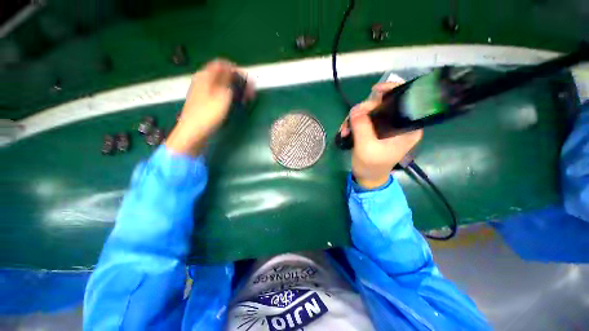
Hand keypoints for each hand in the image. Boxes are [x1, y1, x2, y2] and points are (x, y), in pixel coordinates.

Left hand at [166, 59, 254, 155]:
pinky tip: (235, 104)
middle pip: (223, 75)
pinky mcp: (205, 101)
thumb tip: (237, 72)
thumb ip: (231, 82)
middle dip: (238, 81)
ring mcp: (203, 91)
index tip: (248, 81)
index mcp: (206, 75)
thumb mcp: (223, 95)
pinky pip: (219, 93)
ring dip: (235, 90)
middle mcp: (203, 80)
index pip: (222, 64)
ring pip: (222, 85)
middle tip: (249, 92)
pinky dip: (229, 96)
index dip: (237, 70)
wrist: (193, 131)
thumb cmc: (209, 113)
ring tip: (245, 99)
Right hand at [339, 82, 422, 188]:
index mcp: (407, 127)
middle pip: (383, 104)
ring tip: (345, 130)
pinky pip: (364, 119)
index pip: (404, 100)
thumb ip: (362, 126)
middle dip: (363, 110)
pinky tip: (346, 131)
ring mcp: (386, 126)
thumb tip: (355, 109)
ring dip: (355, 118)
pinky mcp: (376, 130)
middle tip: (350, 121)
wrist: (367, 177)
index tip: (373, 92)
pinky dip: (354, 123)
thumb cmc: (371, 165)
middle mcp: (399, 123)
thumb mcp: (366, 147)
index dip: (390, 91)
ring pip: (370, 111)